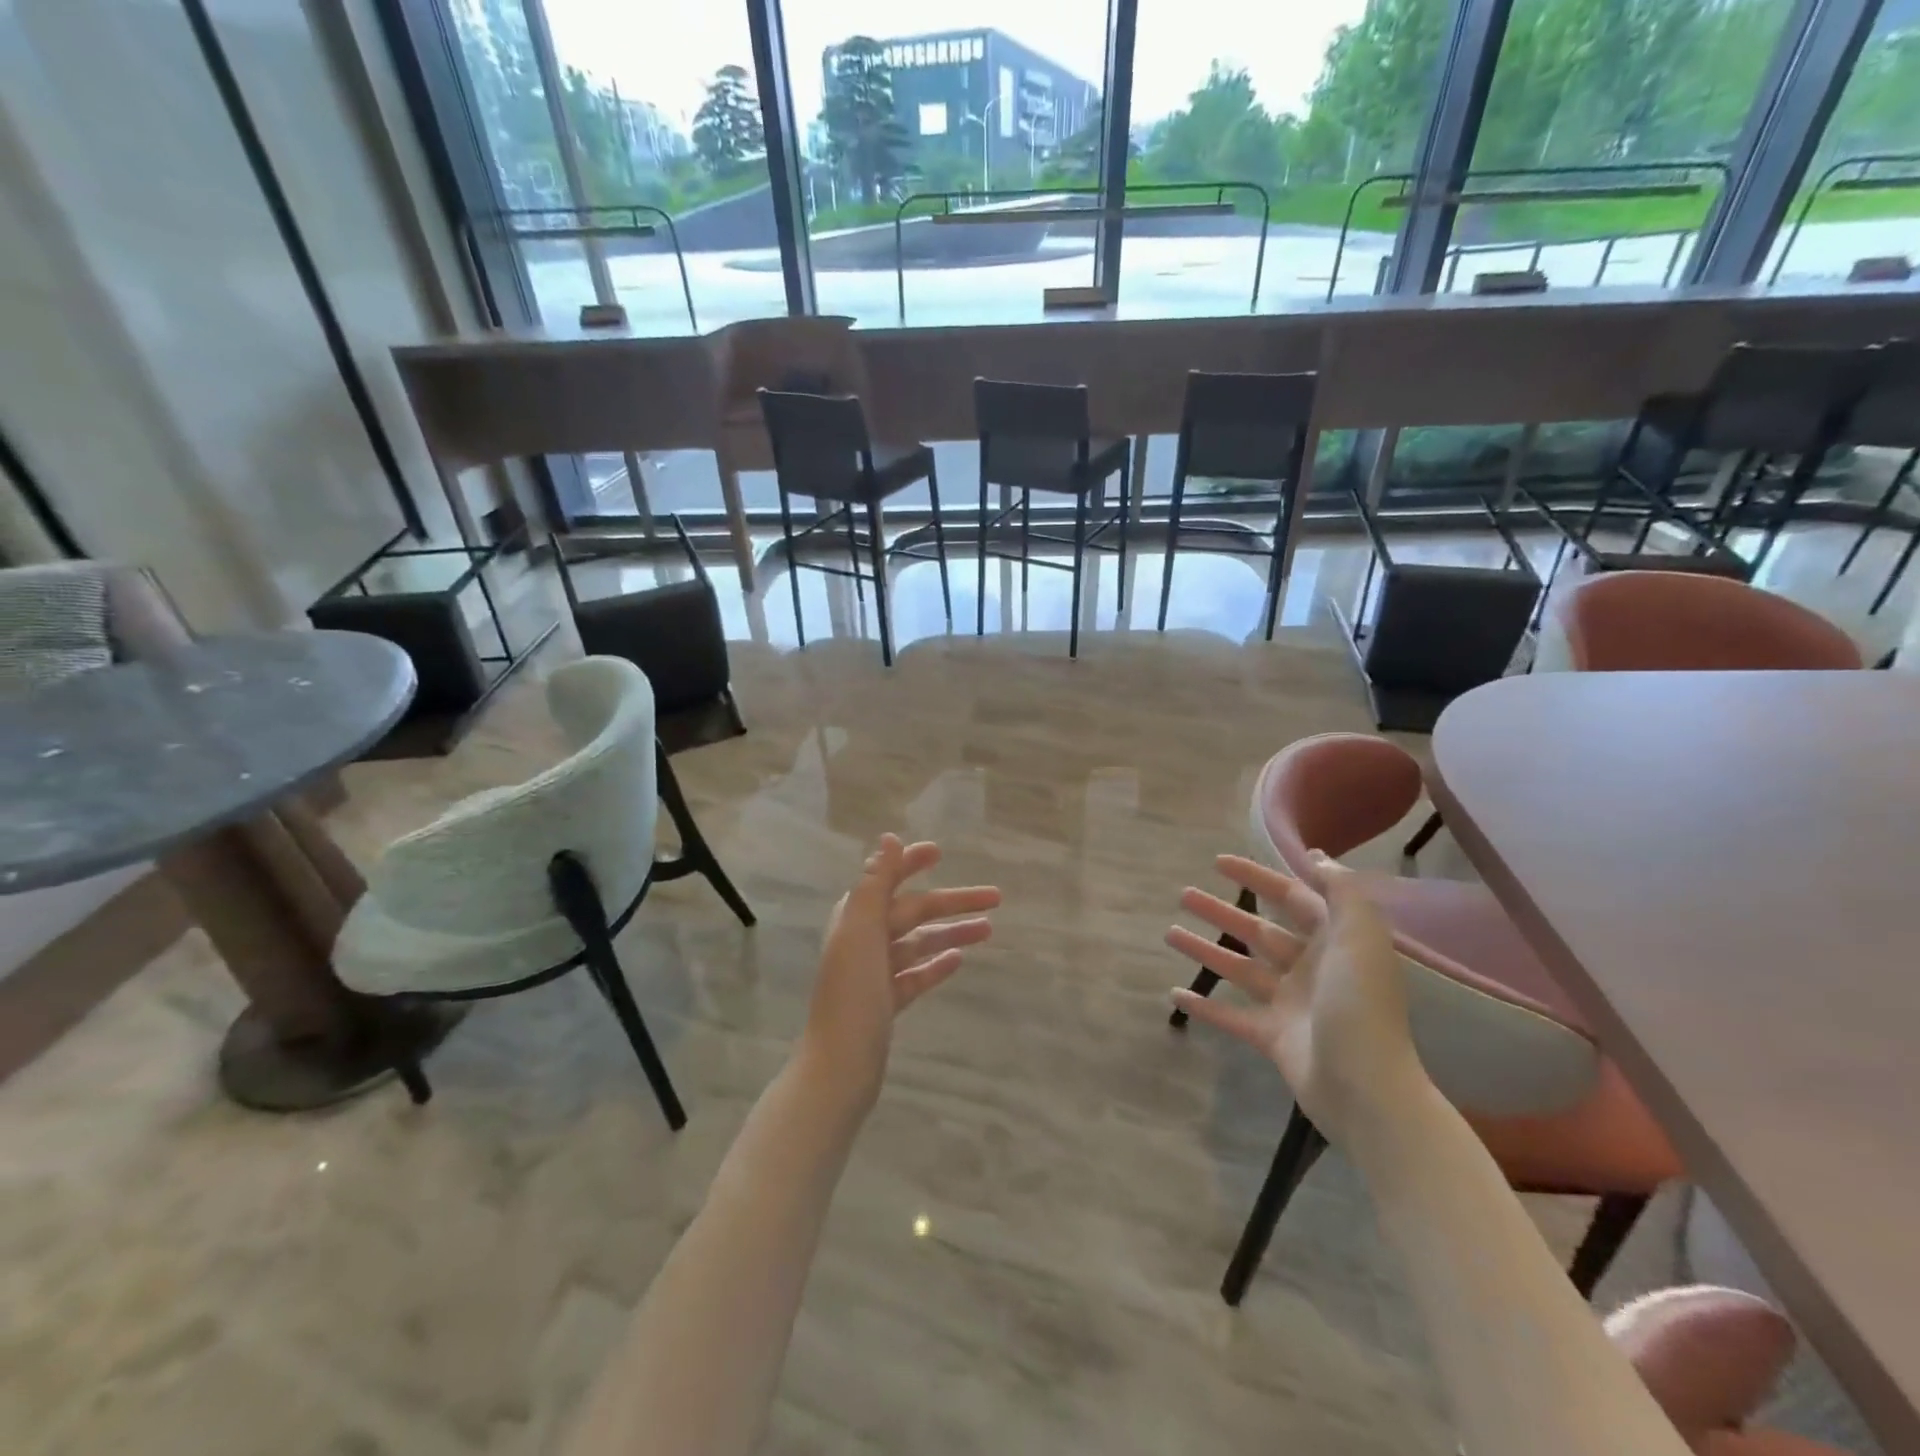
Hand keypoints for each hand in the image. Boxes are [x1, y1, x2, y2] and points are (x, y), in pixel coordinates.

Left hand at [799, 834, 1000, 1110]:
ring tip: (989, 930)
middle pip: (913, 912)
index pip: (887, 879)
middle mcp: (864, 940)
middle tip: (997, 897)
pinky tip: (959, 960)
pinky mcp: (886, 1003)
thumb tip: (889, 837)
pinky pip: (916, 976)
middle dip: (952, 902)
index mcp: (855, 918)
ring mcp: (875, 974)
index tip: (941, 852)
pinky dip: (936, 965)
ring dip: (952, 933)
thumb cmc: (852, 992)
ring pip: (920, 944)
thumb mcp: (862, 930)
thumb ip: (875, 883)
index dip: (911, 863)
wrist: (840, 1065)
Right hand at [1165, 852, 1430, 1145]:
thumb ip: (1341, 892)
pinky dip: (1205, 1006)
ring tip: (1169, 933)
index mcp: (1334, 942)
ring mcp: (1289, 1005)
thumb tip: (1317, 857)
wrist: (1367, 1089)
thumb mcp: (1361, 937)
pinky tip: (1175, 993)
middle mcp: (1311, 969)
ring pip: (1239, 968)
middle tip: (1184, 895)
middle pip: (1258, 931)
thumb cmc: (1361, 1004)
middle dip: (1221, 911)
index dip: (1257, 877)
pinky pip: (1231, 1016)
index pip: (1292, 898)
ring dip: (1205, 950)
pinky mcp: (1272, 1038)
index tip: (1218, 862)